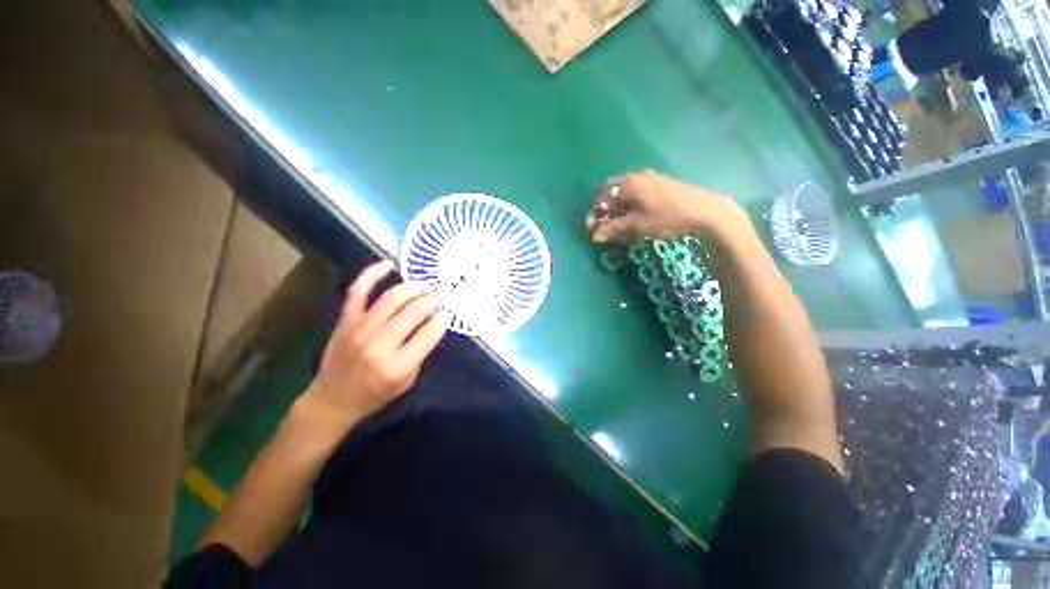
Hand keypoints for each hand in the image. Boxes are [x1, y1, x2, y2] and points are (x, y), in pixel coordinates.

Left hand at [303, 260, 449, 428]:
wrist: (332, 400)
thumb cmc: (375, 393)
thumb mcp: (407, 380)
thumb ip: (421, 352)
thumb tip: (433, 323)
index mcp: (398, 365)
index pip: (429, 333)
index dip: (442, 320)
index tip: (446, 314)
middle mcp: (380, 344)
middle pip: (413, 311)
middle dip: (431, 303)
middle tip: (436, 301)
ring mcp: (360, 328)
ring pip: (392, 298)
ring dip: (413, 288)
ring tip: (423, 287)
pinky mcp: (346, 320)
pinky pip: (358, 291)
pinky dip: (373, 274)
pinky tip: (389, 264)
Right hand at [585, 169, 742, 242]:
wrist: (705, 211)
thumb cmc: (668, 218)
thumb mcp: (638, 225)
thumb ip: (614, 228)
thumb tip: (595, 235)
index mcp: (629, 184)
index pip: (602, 197)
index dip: (594, 214)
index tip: (593, 229)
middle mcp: (637, 175)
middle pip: (611, 190)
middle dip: (605, 208)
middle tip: (606, 224)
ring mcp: (650, 177)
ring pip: (624, 190)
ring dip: (617, 205)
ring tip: (620, 222)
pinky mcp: (660, 182)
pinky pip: (636, 190)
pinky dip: (629, 202)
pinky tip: (635, 214)